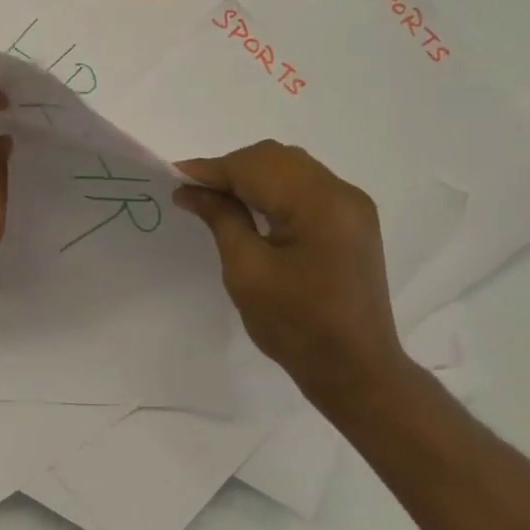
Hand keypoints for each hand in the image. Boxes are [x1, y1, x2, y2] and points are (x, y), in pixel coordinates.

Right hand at [174, 141, 409, 408]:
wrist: (356, 371)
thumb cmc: (296, 327)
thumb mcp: (247, 273)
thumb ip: (221, 219)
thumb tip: (190, 189)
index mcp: (319, 204)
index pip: (255, 167)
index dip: (211, 170)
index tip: (173, 176)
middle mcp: (342, 193)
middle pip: (275, 158)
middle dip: (231, 169)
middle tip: (194, 192)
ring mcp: (352, 205)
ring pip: (290, 167)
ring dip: (251, 176)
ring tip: (217, 199)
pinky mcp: (352, 220)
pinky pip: (306, 186)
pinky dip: (273, 189)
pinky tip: (251, 208)